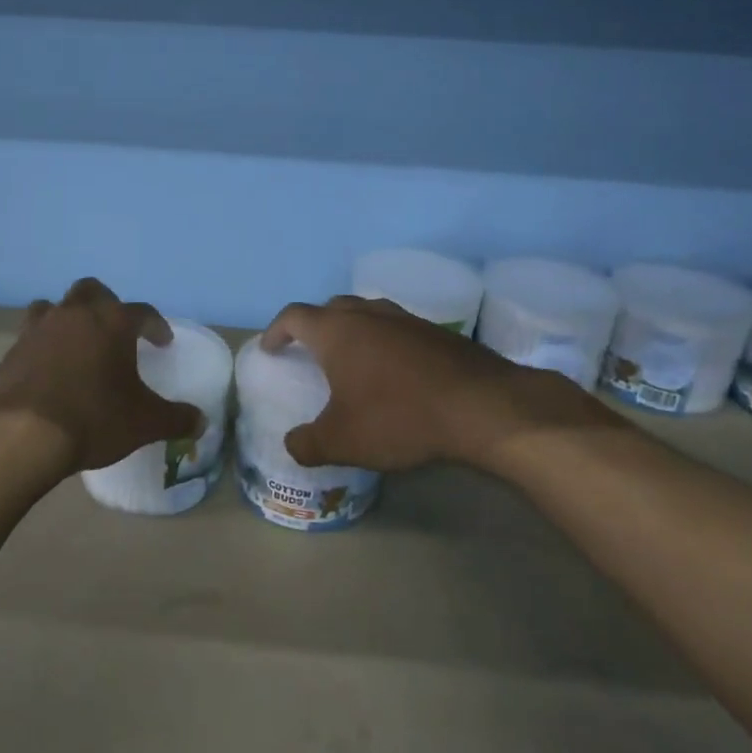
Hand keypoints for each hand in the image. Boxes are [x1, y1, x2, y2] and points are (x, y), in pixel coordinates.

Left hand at [0, 278, 204, 475]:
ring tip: (77, 344)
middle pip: (92, 291)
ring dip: (68, 319)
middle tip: (115, 331)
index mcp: (112, 322)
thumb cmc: (92, 418)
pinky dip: (43, 347)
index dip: (156, 325)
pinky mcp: (11, 351)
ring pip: (54, 307)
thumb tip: (201, 421)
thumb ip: (176, 418)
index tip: (162, 342)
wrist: (19, 434)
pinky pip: (31, 337)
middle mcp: (74, 314)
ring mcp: (38, 329)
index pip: (142, 311)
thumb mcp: (144, 423)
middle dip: (107, 305)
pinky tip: (49, 372)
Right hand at [261, 295, 619, 473]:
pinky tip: (395, 373)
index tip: (270, 348)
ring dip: (353, 331)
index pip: (294, 316)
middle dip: (315, 326)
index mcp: (336, 331)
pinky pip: (397, 329)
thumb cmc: (398, 417)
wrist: (481, 407)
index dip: (276, 330)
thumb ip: (308, 444)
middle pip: (331, 308)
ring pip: (368, 314)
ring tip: (352, 360)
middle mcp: (368, 315)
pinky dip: (385, 342)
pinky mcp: (437, 333)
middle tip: (310, 352)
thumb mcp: (343, 441)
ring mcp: (406, 320)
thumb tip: (293, 444)